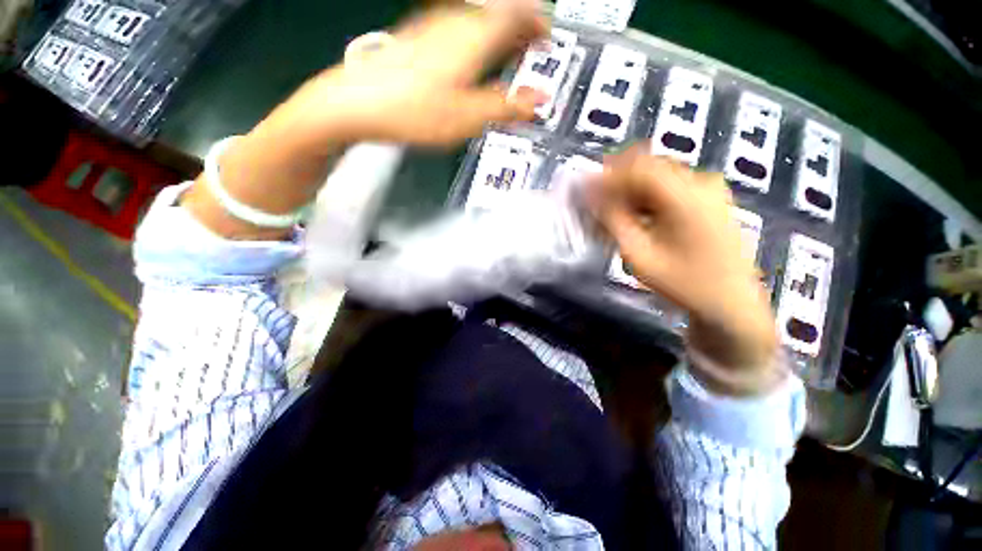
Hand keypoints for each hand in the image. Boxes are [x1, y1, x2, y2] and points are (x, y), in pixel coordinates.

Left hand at [264, 0, 547, 148]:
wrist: (358, 103)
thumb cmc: (413, 110)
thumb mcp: (468, 117)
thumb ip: (507, 108)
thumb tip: (538, 101)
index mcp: (474, 36)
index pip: (518, 13)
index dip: (539, 23)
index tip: (548, 38)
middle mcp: (455, 22)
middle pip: (498, 15)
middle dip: (521, 31)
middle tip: (532, 51)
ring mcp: (434, 28)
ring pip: (478, 23)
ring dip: (498, 37)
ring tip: (507, 59)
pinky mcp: (419, 41)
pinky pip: (459, 33)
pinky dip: (476, 44)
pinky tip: (472, 64)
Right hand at [592, 147, 781, 395]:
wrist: (730, 304)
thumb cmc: (683, 283)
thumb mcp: (639, 254)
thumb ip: (613, 219)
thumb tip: (592, 195)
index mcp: (686, 194)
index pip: (637, 167)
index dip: (606, 176)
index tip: (585, 191)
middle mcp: (701, 182)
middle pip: (648, 167)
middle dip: (617, 182)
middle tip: (596, 204)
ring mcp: (709, 189)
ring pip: (658, 176)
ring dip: (630, 191)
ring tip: (612, 213)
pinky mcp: (710, 200)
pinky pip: (670, 187)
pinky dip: (647, 198)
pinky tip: (635, 216)